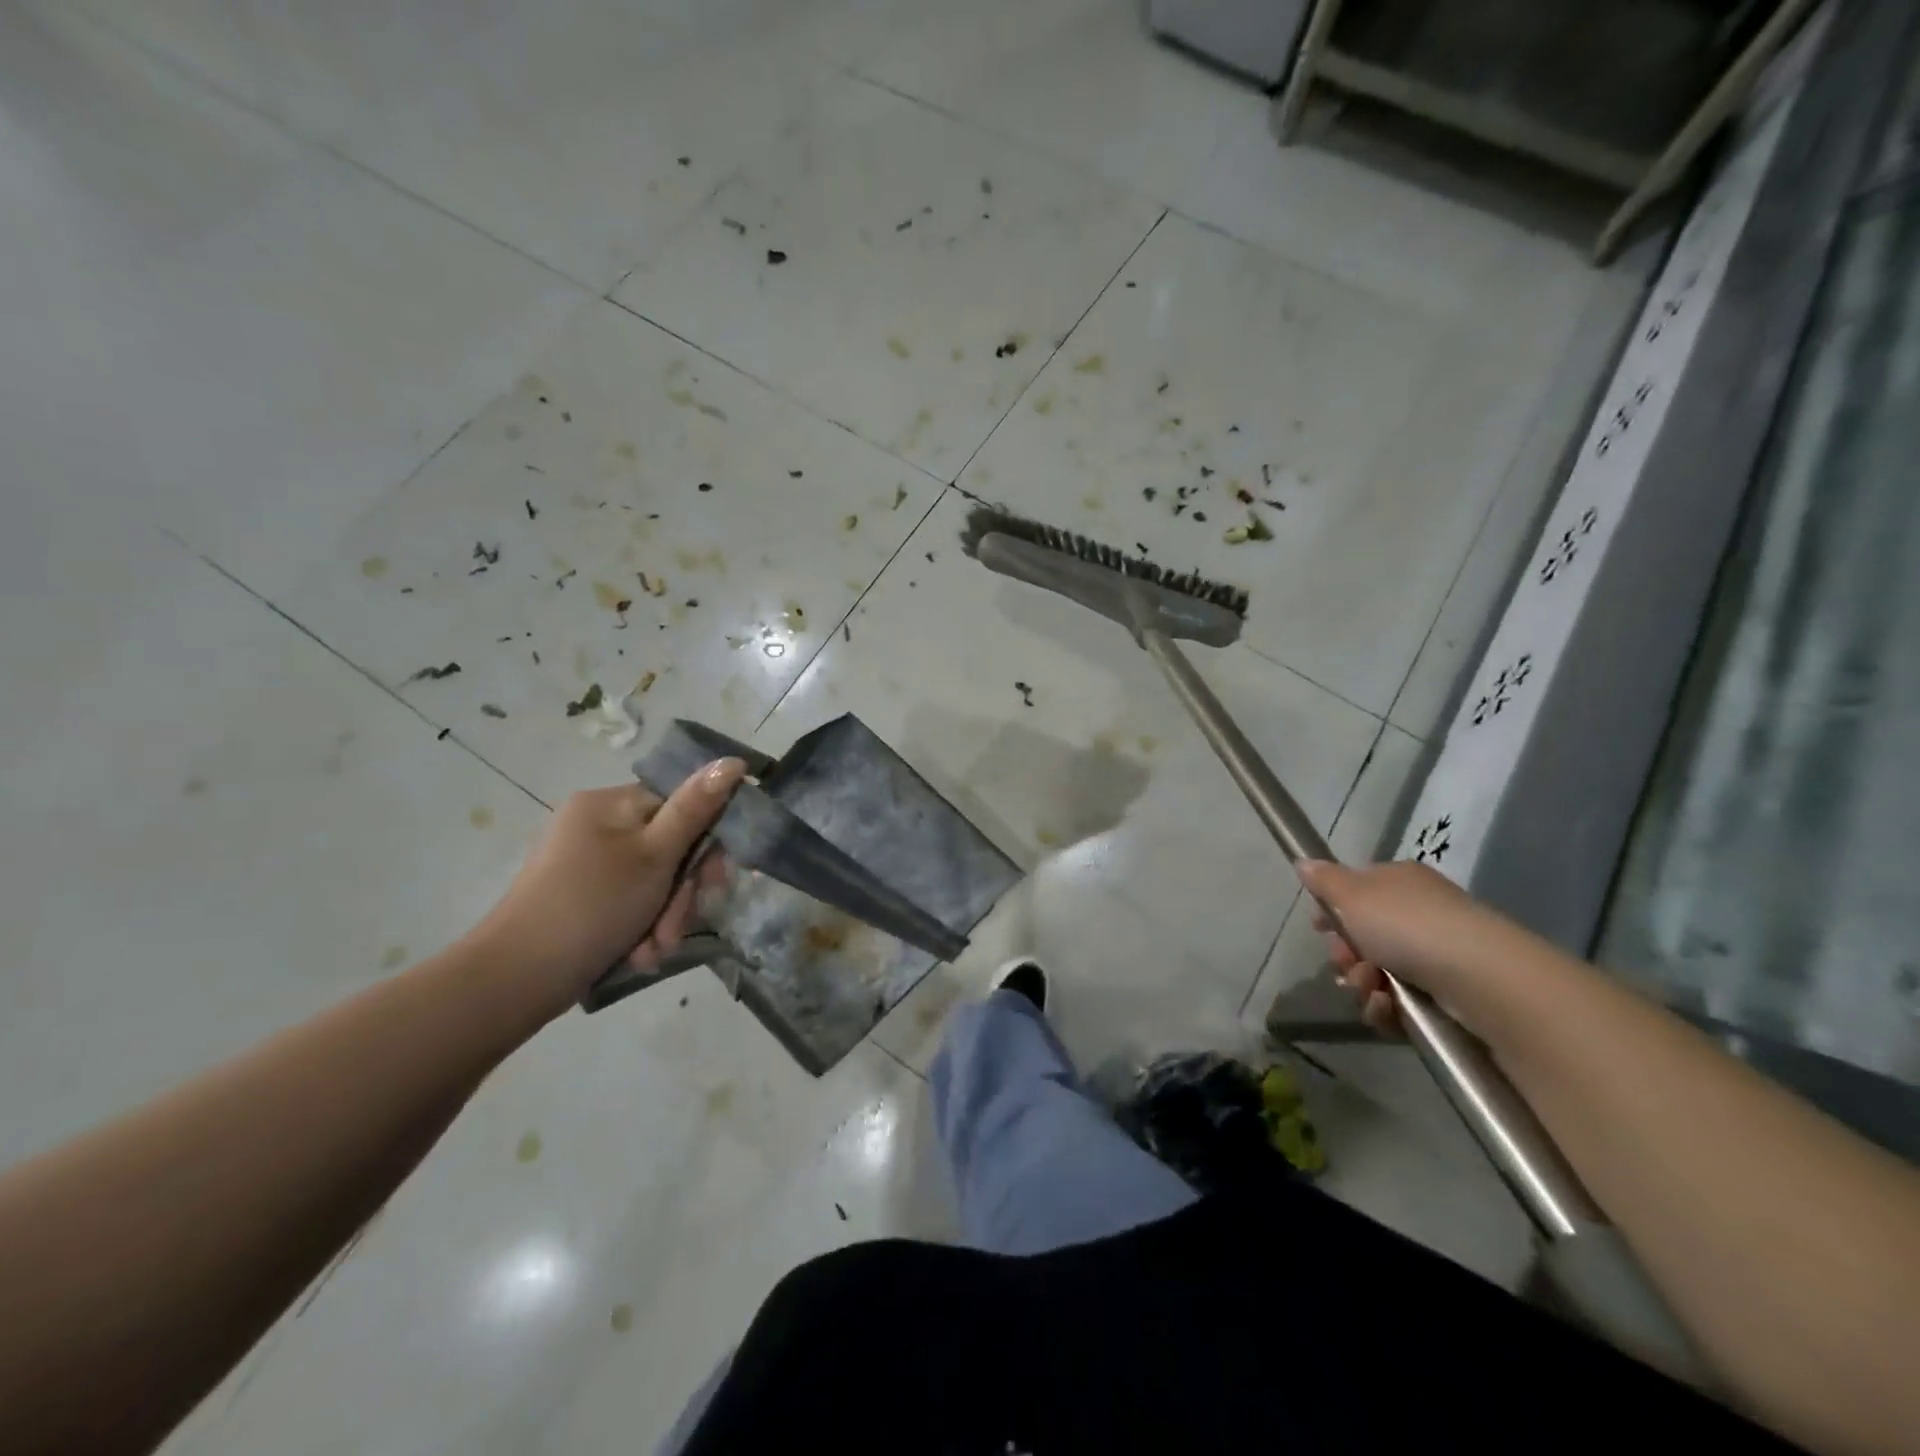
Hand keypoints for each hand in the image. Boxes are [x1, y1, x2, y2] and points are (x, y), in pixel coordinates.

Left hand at [468, 758, 747, 1008]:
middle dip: (682, 894)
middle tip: (677, 928)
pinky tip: (639, 953)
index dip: (707, 843)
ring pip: (655, 880)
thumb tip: (733, 761)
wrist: (516, 980)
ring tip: (654, 950)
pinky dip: (642, 927)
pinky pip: (632, 901)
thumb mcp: (655, 856)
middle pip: (670, 847)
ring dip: (665, 917)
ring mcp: (588, 861)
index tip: (717, 881)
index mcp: (609, 803)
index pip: (681, 804)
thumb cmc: (592, 906)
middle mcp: (597, 824)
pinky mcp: (583, 896)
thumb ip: (695, 809)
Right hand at [1295, 859, 1526, 1036]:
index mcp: (1400, 882)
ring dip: (1362, 983)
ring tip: (1371, 989)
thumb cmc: (1408, 925)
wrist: (1481, 980)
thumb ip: (1324, 881)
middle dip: (1345, 953)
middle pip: (1363, 936)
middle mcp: (1420, 914)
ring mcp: (1436, 957)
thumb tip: (1304, 862)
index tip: (1318, 927)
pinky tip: (1388, 1008)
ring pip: (1377, 973)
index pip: (1357, 891)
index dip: (1334, 910)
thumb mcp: (1353, 894)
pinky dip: (1386, 1008)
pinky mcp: (1447, 997)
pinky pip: (1400, 1003)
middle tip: (1345, 961)